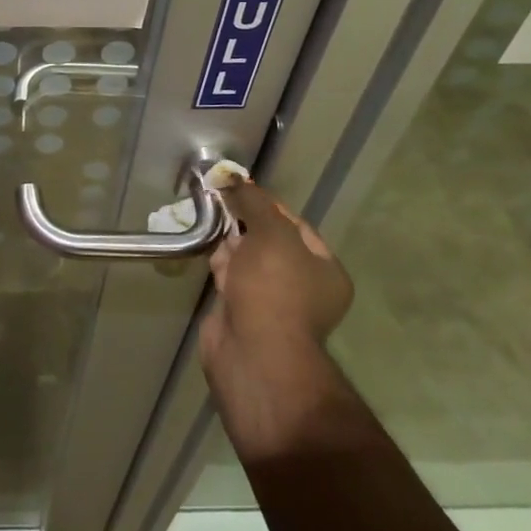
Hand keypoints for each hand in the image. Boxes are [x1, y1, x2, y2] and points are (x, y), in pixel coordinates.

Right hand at [198, 180, 355, 462]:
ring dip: (229, 243)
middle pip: (269, 241)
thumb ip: (254, 203)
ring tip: (208, 221)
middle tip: (219, 203)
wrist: (254, 352)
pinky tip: (206, 249)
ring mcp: (272, 302)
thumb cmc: (274, 289)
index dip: (267, 205)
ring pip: (248, 260)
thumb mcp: (271, 234)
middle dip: (244, 223)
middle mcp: (303, 286)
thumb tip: (234, 178)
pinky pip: (232, 279)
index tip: (239, 190)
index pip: (296, 225)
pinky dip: (220, 265)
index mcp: (324, 269)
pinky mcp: (243, 313)